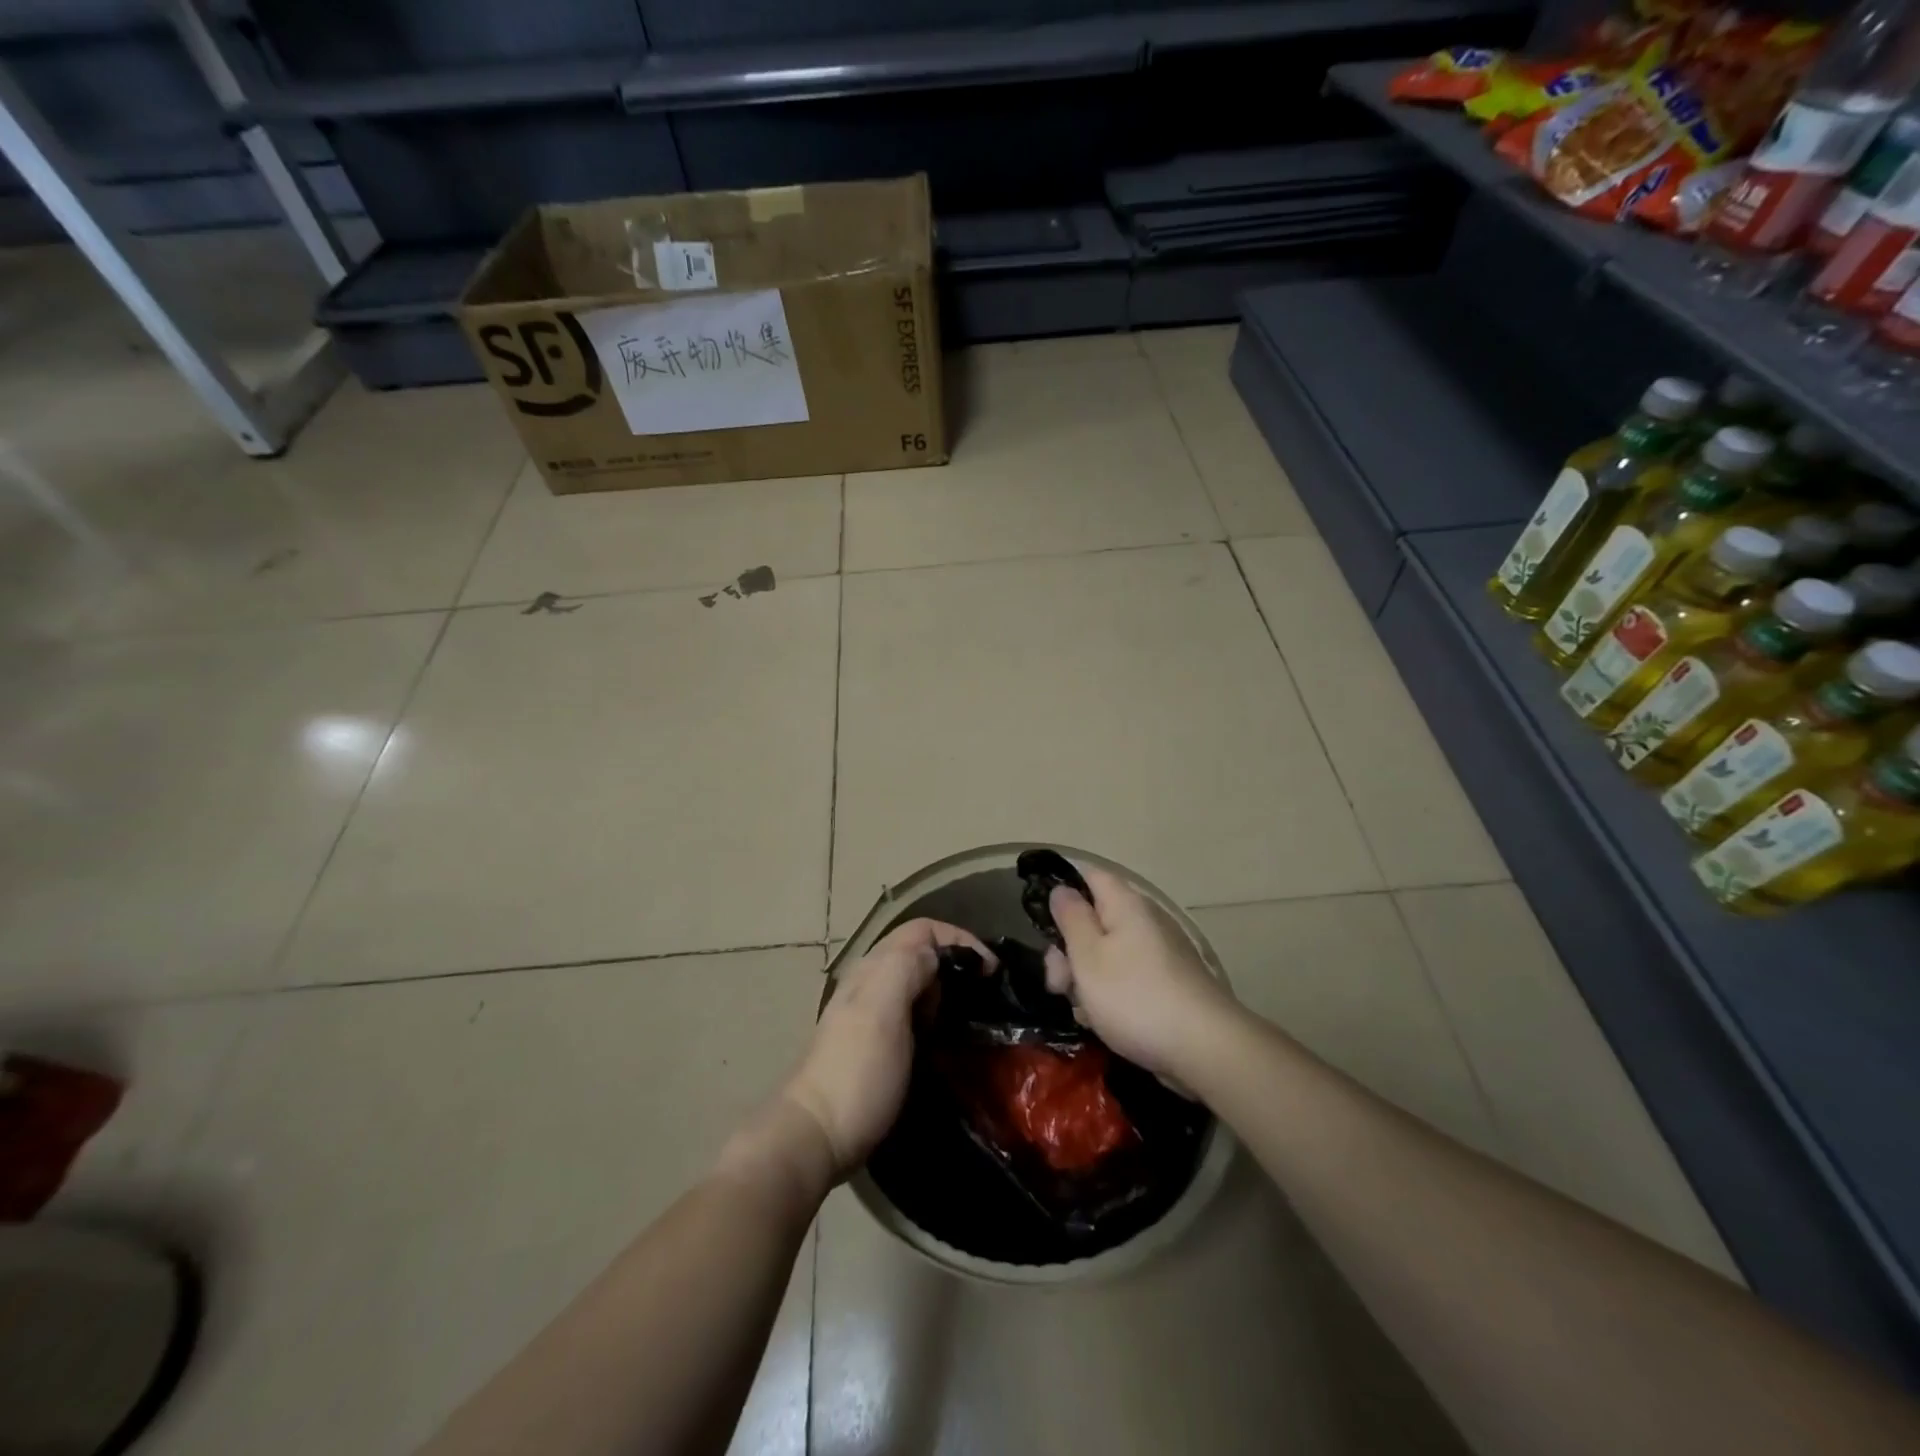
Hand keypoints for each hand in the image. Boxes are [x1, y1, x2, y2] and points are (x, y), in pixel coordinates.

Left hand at [782, 918, 994, 1178]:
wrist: (816, 1136)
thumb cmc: (857, 1072)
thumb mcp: (883, 1011)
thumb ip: (907, 968)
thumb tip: (938, 953)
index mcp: (874, 969)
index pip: (923, 930)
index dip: (960, 939)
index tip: (990, 971)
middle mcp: (870, 982)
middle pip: (920, 952)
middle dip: (956, 963)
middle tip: (984, 995)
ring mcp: (869, 1014)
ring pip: (916, 982)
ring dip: (946, 990)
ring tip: (971, 1016)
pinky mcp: (874, 1044)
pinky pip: (911, 1012)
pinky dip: (934, 1014)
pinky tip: (945, 1039)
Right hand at [1043, 864, 1237, 1082]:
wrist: (1204, 1049)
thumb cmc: (1135, 997)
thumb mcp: (1088, 956)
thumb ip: (1071, 918)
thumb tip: (1062, 889)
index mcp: (1125, 905)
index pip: (1089, 875)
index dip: (1062, 890)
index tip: (1040, 920)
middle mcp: (1144, 921)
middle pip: (1093, 920)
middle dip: (1067, 950)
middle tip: (1057, 983)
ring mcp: (1157, 954)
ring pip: (1105, 954)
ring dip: (1084, 979)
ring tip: (1081, 1010)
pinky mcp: (1165, 984)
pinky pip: (1124, 979)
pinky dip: (1107, 997)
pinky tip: (1101, 1022)